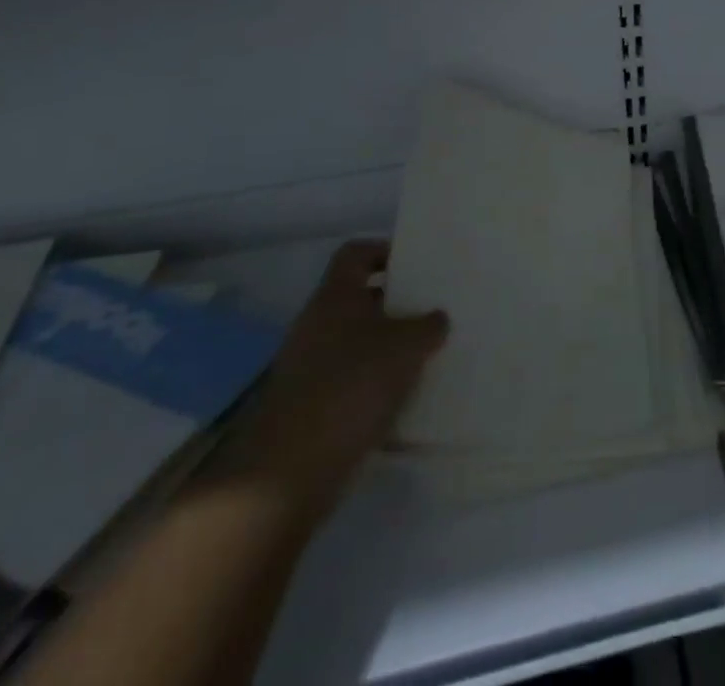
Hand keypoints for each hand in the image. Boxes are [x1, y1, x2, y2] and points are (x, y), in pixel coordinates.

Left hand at [211, 240, 447, 518]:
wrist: (288, 473)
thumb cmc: (350, 387)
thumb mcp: (405, 348)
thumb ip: (428, 326)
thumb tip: (437, 318)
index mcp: (335, 296)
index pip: (356, 253)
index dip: (385, 251)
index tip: (417, 264)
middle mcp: (317, 324)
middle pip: (360, 298)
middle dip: (396, 303)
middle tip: (434, 309)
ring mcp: (309, 367)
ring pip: (357, 341)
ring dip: (389, 346)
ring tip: (428, 354)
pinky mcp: (310, 406)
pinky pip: (351, 380)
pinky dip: (376, 383)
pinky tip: (405, 397)